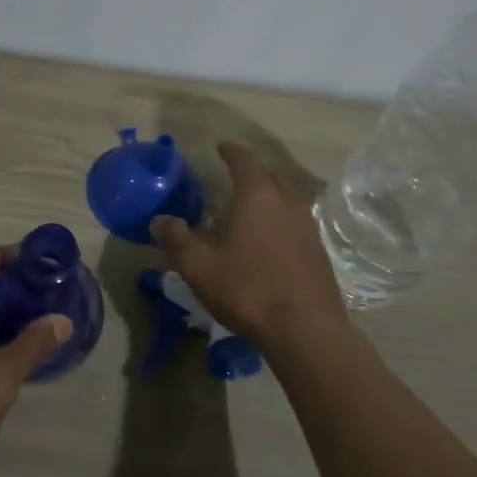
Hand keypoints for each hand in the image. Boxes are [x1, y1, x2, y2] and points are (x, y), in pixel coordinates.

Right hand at [151, 143, 346, 344]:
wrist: (305, 329)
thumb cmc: (247, 289)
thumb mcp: (198, 266)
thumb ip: (176, 239)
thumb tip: (159, 219)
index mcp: (257, 196)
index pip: (244, 160)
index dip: (231, 151)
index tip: (220, 147)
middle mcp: (286, 202)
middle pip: (268, 175)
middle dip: (249, 172)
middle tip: (229, 177)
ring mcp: (306, 226)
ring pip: (284, 199)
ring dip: (265, 198)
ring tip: (245, 209)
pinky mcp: (317, 250)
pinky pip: (293, 222)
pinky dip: (277, 220)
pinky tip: (265, 240)